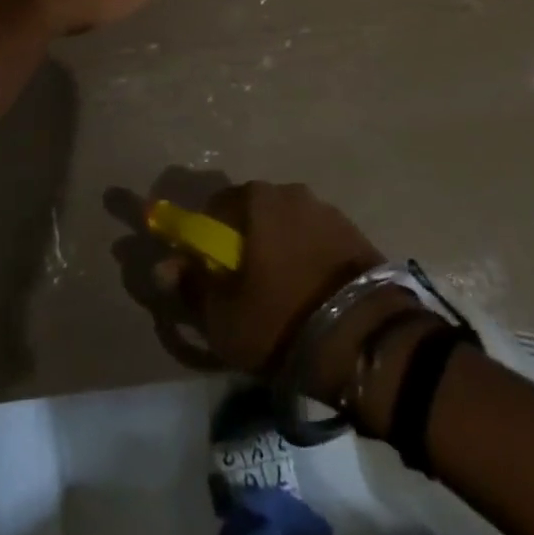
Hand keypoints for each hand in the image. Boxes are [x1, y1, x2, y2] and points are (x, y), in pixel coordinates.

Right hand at [161, 181, 397, 398]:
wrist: (370, 342)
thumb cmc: (283, 321)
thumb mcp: (223, 317)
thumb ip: (189, 286)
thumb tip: (163, 267)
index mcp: (255, 199)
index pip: (214, 208)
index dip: (204, 242)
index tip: (208, 275)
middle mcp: (291, 192)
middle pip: (253, 215)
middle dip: (244, 245)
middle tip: (244, 291)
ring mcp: (328, 211)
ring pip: (288, 228)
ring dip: (279, 252)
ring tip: (283, 299)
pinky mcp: (358, 235)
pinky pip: (318, 243)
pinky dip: (309, 262)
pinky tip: (312, 298)